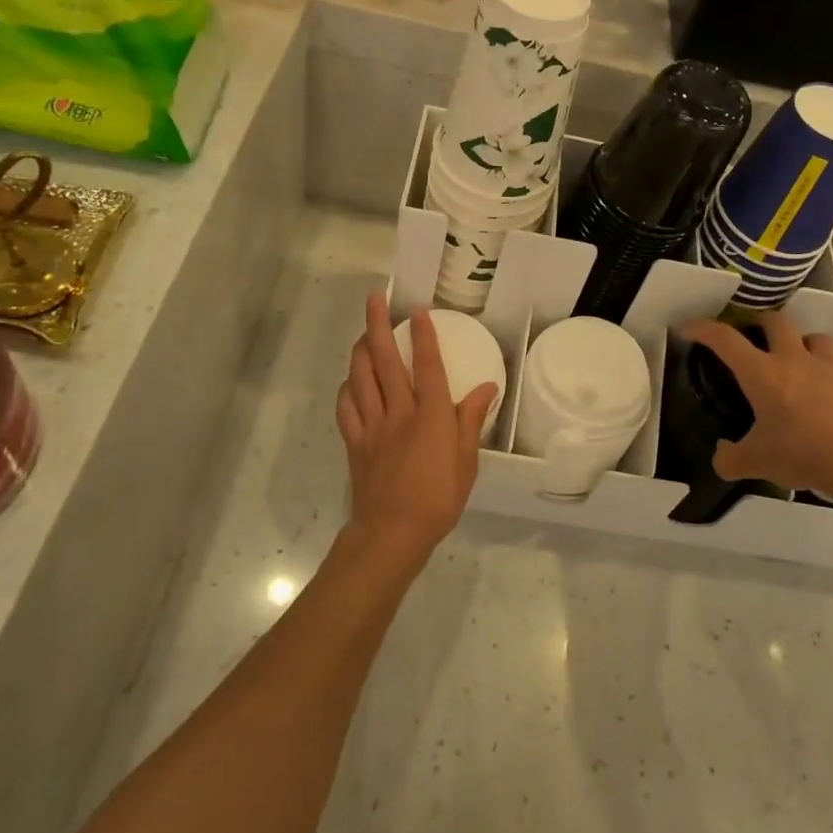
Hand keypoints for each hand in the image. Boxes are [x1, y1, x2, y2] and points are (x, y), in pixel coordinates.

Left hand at [336, 294, 497, 567]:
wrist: (392, 533)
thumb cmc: (438, 499)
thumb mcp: (466, 462)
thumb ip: (470, 420)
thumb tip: (486, 386)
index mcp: (430, 416)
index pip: (426, 366)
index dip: (423, 336)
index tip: (417, 310)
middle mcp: (398, 412)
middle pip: (384, 361)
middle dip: (378, 326)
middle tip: (374, 300)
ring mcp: (372, 426)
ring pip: (360, 378)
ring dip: (360, 350)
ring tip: (363, 332)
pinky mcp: (354, 442)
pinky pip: (346, 408)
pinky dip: (347, 389)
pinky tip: (350, 382)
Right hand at [680, 313, 832, 515]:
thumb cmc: (804, 454)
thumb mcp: (757, 463)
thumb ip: (731, 458)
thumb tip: (722, 455)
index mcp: (762, 373)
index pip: (725, 339)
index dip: (703, 329)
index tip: (690, 328)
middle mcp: (794, 359)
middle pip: (776, 320)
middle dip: (760, 323)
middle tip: (753, 338)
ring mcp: (829, 366)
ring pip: (813, 337)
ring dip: (801, 343)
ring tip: (797, 363)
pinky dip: (828, 375)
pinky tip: (827, 398)